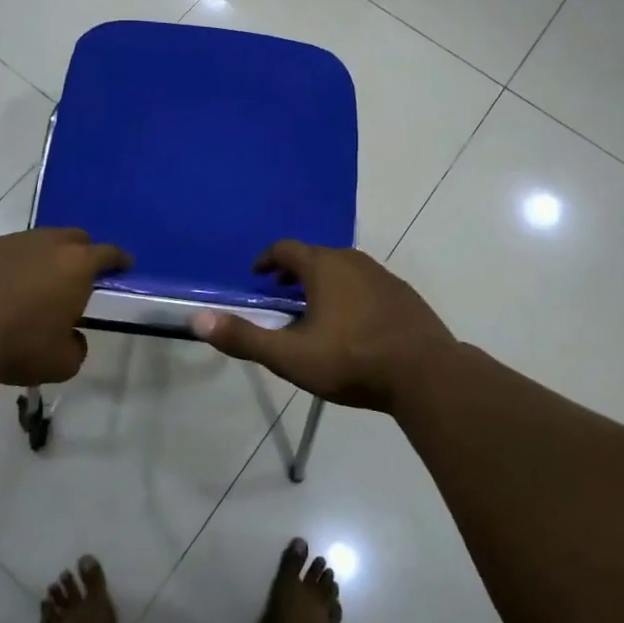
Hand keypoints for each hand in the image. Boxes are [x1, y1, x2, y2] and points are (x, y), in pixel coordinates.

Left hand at [0, 228, 129, 387]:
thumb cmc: (19, 345)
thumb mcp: (61, 363)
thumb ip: (76, 347)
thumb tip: (72, 337)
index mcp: (77, 265)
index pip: (108, 254)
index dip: (119, 259)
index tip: (125, 264)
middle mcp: (48, 243)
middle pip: (74, 237)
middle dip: (82, 252)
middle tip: (79, 274)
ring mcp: (12, 241)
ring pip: (39, 241)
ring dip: (44, 257)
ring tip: (37, 284)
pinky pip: (7, 252)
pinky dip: (12, 265)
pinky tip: (2, 288)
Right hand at [190, 241, 455, 412]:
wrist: (426, 373)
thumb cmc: (351, 360)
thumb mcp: (290, 356)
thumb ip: (245, 338)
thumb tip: (198, 319)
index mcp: (323, 266)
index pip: (286, 249)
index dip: (267, 259)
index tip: (257, 275)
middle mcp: (352, 260)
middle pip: (315, 256)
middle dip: (294, 273)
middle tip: (281, 294)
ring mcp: (382, 275)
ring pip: (343, 269)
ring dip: (323, 283)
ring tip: (314, 311)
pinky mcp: (403, 294)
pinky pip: (367, 284)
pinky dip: (350, 294)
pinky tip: (354, 325)